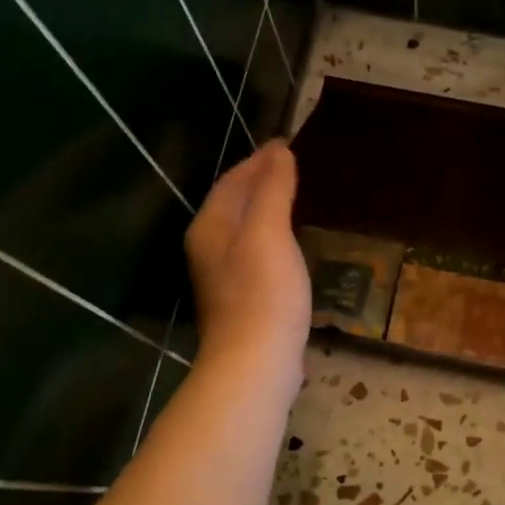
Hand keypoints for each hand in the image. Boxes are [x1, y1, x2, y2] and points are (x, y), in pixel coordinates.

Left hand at [184, 141, 310, 386]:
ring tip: (294, 195)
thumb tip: (279, 152)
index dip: (257, 160)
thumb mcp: (269, 232)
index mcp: (210, 226)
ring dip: (266, 208)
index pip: (232, 181)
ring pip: (245, 228)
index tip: (285, 143)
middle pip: (234, 203)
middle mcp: (209, 247)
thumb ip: (272, 189)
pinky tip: (292, 242)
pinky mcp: (244, 298)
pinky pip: (258, 251)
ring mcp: (224, 276)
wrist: (255, 362)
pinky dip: (274, 236)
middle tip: (292, 165)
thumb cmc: (262, 292)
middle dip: (259, 180)